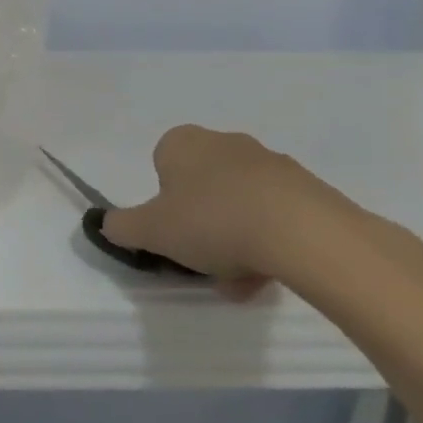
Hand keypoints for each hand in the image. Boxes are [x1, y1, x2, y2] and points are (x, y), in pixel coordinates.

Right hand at [103, 125, 368, 299]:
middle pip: (203, 186)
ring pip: (241, 204)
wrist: (307, 235)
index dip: (163, 200)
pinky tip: (272, 274)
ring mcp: (273, 164)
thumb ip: (121, 227)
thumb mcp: (149, 230)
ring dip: (236, 238)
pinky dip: (271, 242)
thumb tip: (109, 225)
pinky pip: (278, 215)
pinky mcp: (312, 189)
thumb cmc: (213, 221)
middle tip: (203, 259)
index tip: (172, 229)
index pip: (162, 164)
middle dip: (201, 223)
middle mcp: (225, 142)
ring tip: (241, 281)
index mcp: (183, 142)